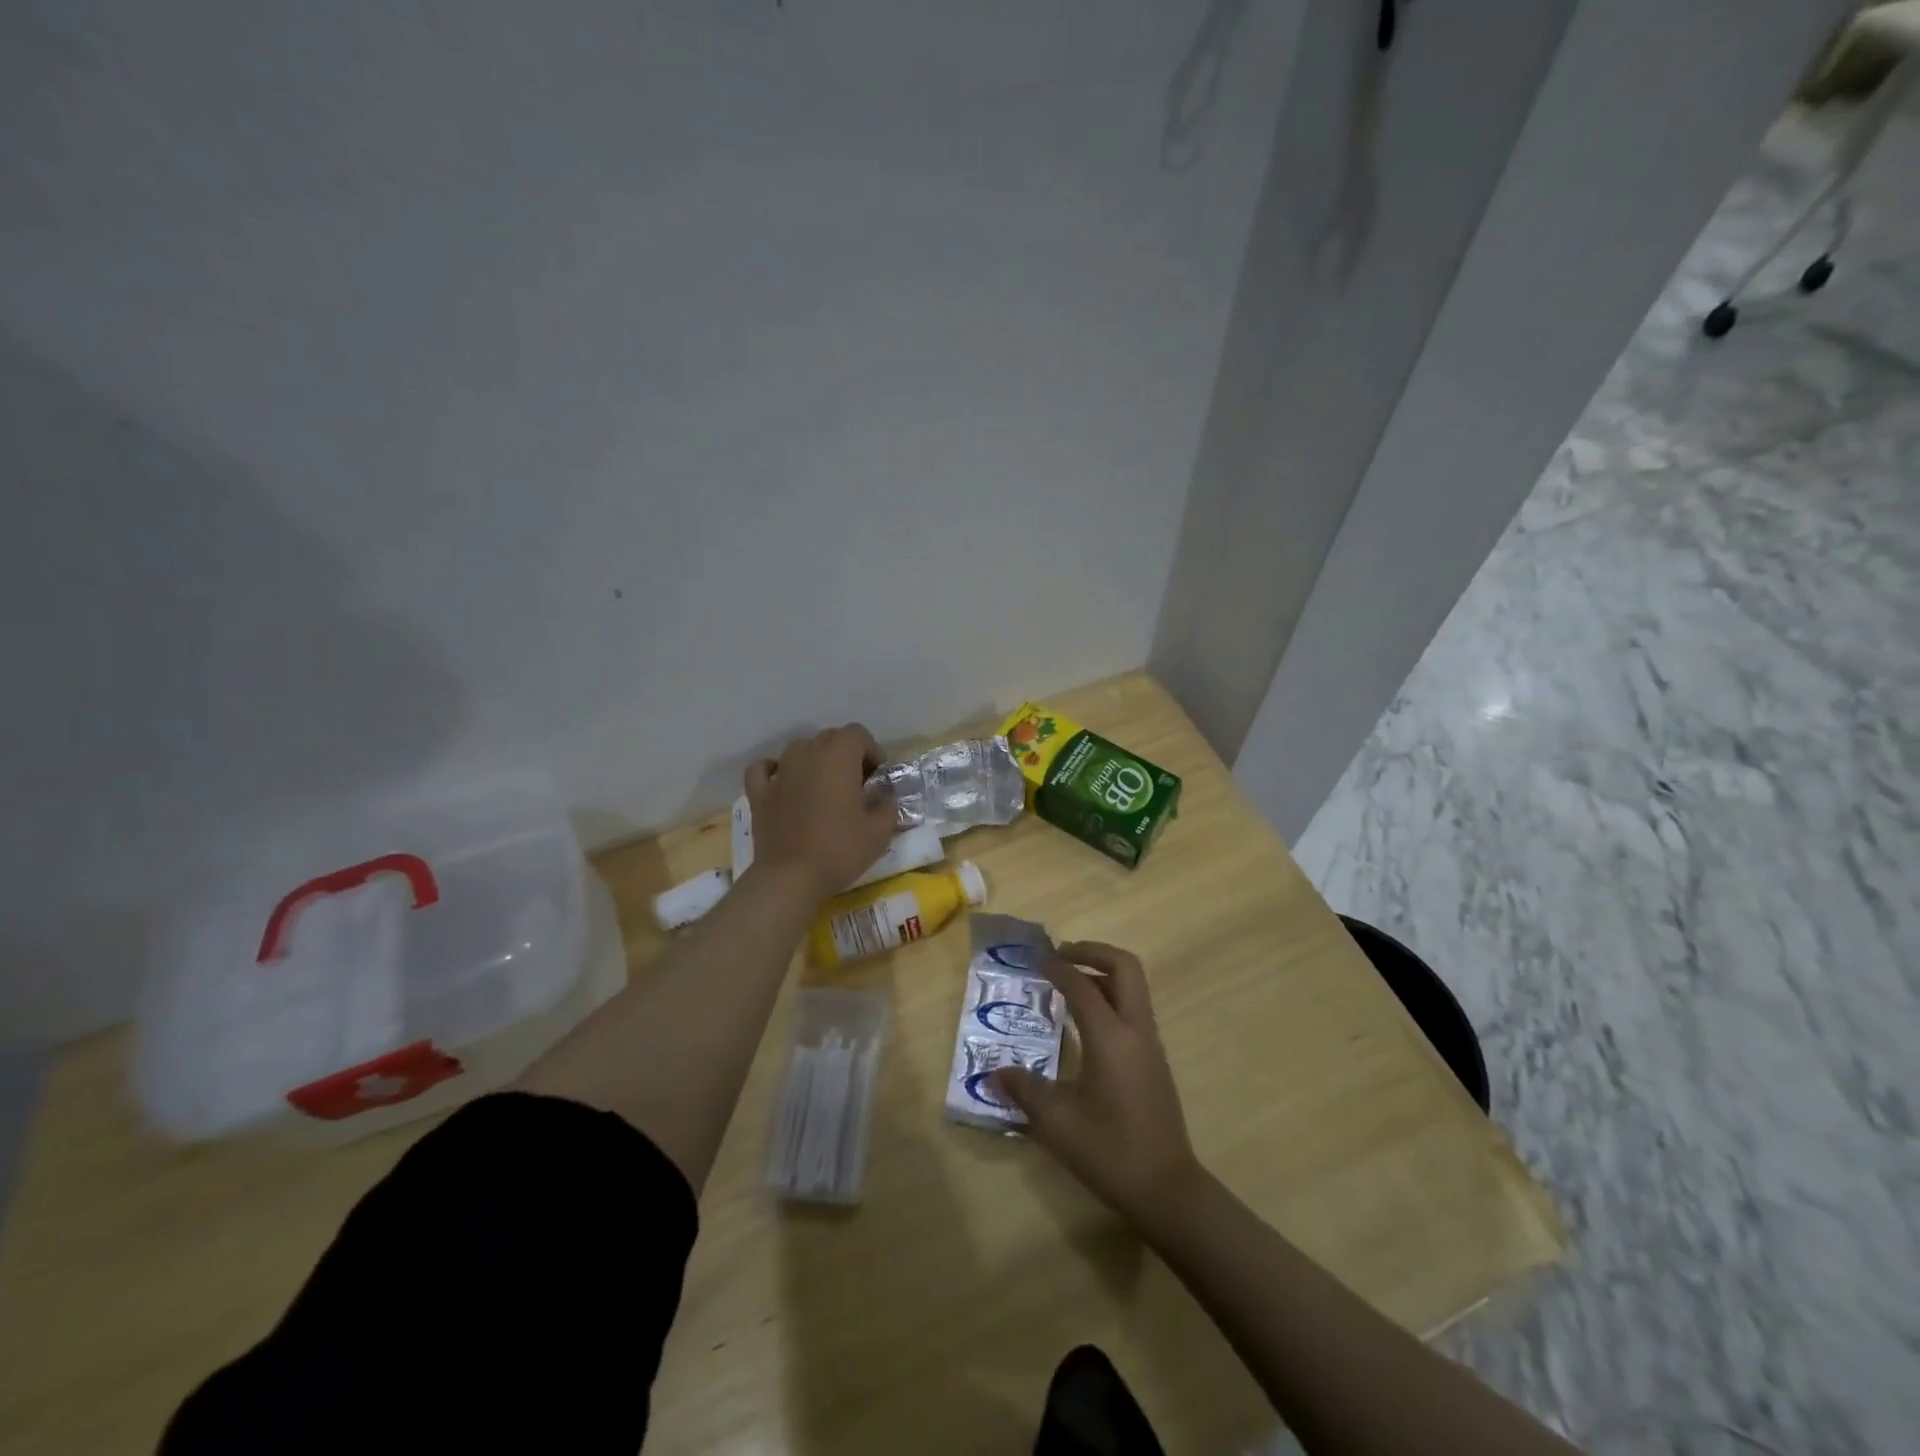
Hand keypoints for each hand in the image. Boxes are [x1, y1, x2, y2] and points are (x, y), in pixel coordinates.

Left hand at [745, 726, 896, 904]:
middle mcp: (807, 754)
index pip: (858, 734)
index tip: (877, 778)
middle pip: (830, 738)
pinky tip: (783, 782)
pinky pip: (764, 768)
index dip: (872, 751)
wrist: (791, 878)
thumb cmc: (840, 850)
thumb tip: (883, 794)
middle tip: (856, 785)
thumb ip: (888, 804)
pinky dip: (775, 770)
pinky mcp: (759, 792)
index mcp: (838, 756)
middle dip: (846, 755)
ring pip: (800, 748)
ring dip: (815, 759)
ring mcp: (779, 771)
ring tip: (824, 786)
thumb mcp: (880, 831)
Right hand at [989, 941, 1203, 1230]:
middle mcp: (1135, 1030)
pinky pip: (1133, 1008)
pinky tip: (1085, 1021)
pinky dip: (1110, 996)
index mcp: (1111, 1038)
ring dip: (1103, 972)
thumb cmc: (1110, 1152)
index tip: (1035, 960)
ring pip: (1133, 986)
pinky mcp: (1154, 1060)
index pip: (1082, 985)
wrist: (1168, 1190)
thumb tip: (993, 1075)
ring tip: (1068, 982)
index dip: (1057, 967)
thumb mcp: (1058, 1124)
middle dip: (1092, 952)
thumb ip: (1024, 1091)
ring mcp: (1150, 1044)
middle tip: (1061, 956)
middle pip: (1124, 966)